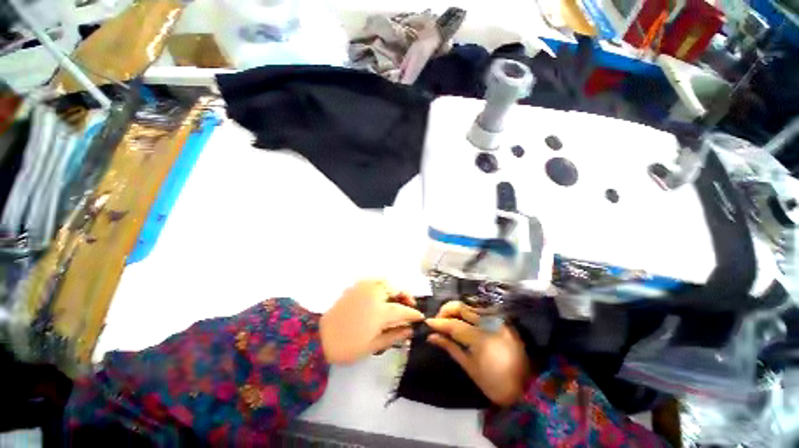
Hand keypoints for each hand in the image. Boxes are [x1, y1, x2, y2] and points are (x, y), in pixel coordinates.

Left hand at [320, 279, 424, 363]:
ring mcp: (363, 288)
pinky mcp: (355, 287)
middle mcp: (374, 294)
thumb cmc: (348, 346)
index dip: (413, 314)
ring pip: (385, 281)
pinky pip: (373, 281)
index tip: (420, 317)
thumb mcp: (374, 345)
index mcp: (380, 311)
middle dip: (405, 296)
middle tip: (408, 305)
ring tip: (396, 299)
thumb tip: (410, 330)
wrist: (318, 338)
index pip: (402, 310)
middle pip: (396, 288)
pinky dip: (382, 285)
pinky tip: (381, 295)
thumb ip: (395, 335)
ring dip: (394, 288)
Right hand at [426, 302, 530, 405]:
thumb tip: (432, 336)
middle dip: (446, 310)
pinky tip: (463, 319)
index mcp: (482, 338)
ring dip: (456, 309)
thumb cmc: (496, 384)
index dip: (439, 323)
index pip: (454, 325)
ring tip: (448, 319)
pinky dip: (469, 312)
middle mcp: (490, 323)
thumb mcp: (470, 368)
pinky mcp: (503, 320)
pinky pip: (481, 310)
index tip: (427, 323)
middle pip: (462, 307)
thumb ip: (450, 347)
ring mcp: (498, 320)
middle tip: (438, 320)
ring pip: (471, 305)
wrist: (528, 389)